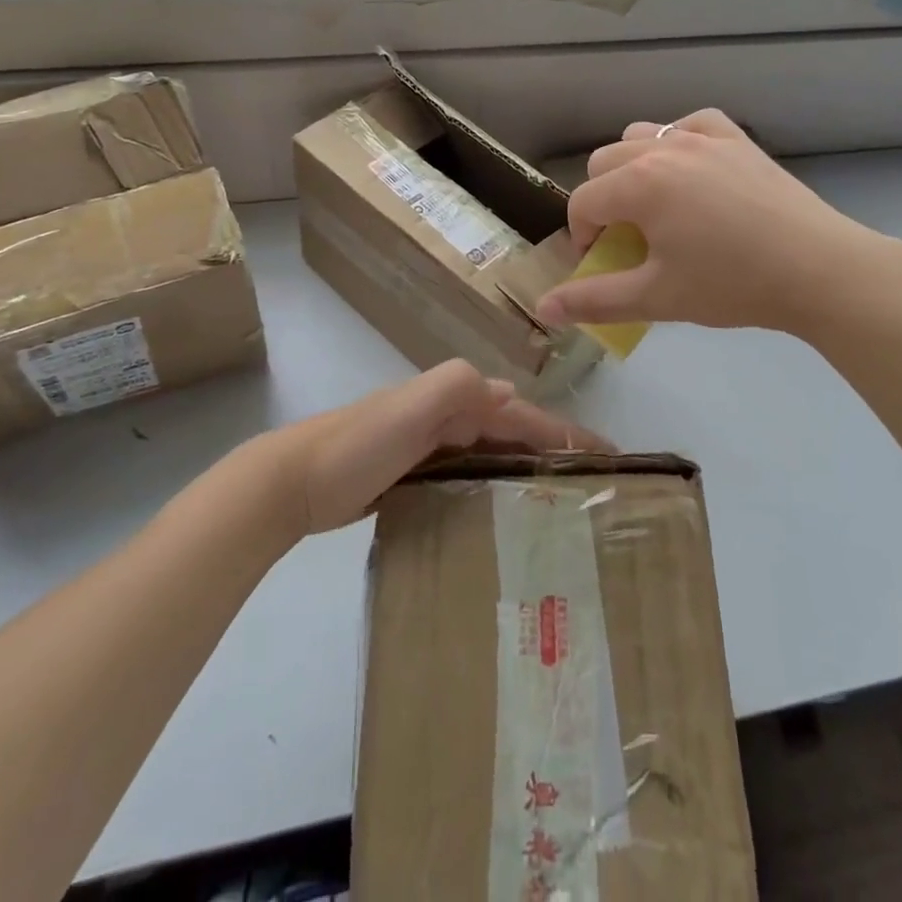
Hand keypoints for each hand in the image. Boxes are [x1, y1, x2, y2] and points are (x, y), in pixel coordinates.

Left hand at [262, 360, 610, 535]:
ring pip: (492, 453)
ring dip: (526, 469)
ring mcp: (430, 444)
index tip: (609, 457)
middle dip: (552, 452)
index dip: (564, 432)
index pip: (522, 413)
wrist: (292, 481)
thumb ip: (456, 387)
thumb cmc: (357, 445)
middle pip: (512, 431)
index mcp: (454, 396)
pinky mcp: (415, 474)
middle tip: (592, 490)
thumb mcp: (410, 407)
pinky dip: (494, 485)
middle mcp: (447, 414)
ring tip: (561, 507)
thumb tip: (509, 393)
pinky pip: (469, 474)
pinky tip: (505, 514)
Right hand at [537, 109, 901, 335]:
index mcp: (638, 183)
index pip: (582, 202)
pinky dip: (678, 142)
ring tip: (657, 205)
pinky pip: (689, 124)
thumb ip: (594, 300)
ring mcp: (702, 137)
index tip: (603, 263)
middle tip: (628, 238)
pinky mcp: (736, 138)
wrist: (819, 270)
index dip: (582, 236)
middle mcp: (663, 147)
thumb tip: (543, 308)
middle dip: (603, 200)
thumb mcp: (656, 297)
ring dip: (633, 168)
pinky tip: (692, 171)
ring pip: (641, 136)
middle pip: (603, 163)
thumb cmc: (732, 285)